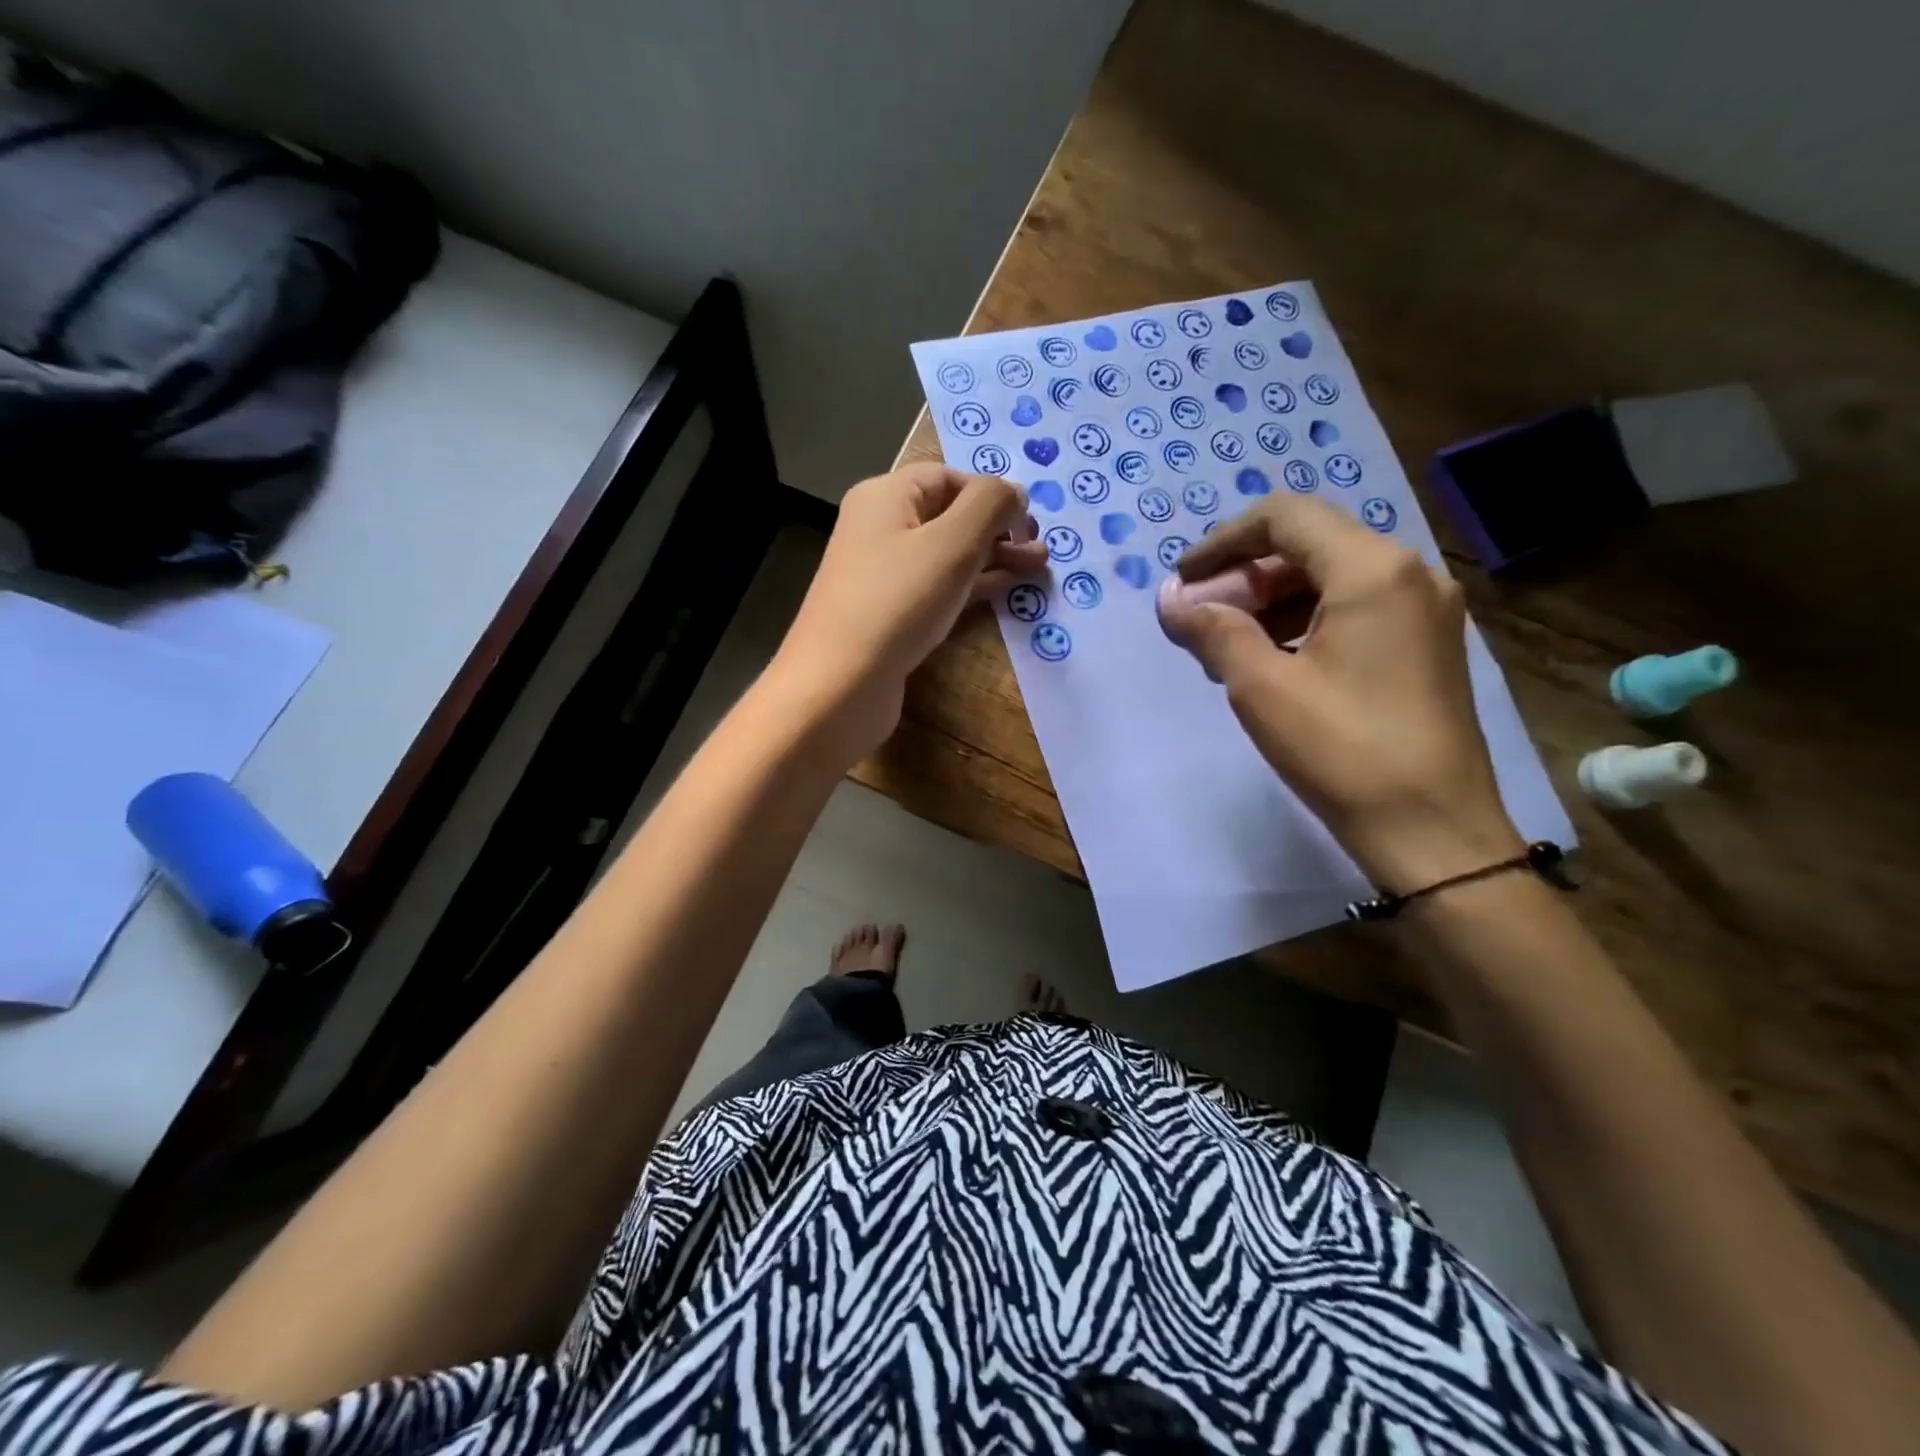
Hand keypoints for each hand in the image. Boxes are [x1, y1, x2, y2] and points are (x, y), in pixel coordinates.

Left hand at [772, 463, 1045, 759]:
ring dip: (992, 558)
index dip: (991, 493)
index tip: (1029, 521)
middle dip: (998, 529)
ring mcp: (882, 576)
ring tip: (1036, 569)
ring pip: (946, 555)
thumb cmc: (897, 602)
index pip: (948, 477)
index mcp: (885, 497)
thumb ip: (990, 506)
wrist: (839, 685)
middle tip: (1040, 550)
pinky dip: (971, 586)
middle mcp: (879, 529)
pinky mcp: (890, 616)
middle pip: (949, 515)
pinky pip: (937, 589)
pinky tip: (1003, 591)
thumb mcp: (952, 543)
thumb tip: (1014, 491)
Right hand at [1156, 495, 1521, 890]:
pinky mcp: (1425, 644)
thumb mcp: (1262, 687)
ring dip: (1272, 599)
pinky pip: (1354, 607)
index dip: (1223, 542)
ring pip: (1331, 576)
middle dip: (1245, 574)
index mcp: (1372, 570)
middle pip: (1309, 544)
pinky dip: (1305, 619)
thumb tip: (1172, 602)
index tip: (1184, 579)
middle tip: (1201, 617)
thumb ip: (1214, 631)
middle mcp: (1408, 573)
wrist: (1431, 828)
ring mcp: (1424, 609)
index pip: (1285, 518)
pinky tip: (1273, 660)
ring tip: (1228, 644)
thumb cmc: (1342, 750)